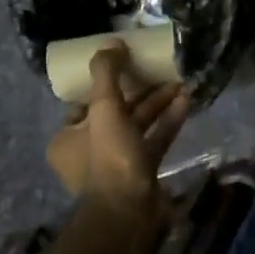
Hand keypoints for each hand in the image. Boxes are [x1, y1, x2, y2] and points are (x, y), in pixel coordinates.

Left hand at [48, 46, 189, 214]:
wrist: (128, 211)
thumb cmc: (108, 157)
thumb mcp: (104, 109)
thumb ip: (106, 73)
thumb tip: (111, 42)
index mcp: (68, 138)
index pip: (85, 104)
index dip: (104, 84)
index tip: (124, 66)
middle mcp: (89, 151)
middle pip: (115, 113)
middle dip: (139, 92)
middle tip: (159, 71)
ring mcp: (117, 163)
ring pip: (138, 126)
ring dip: (157, 104)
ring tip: (179, 83)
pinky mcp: (142, 172)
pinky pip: (155, 140)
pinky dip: (168, 122)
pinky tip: (186, 101)